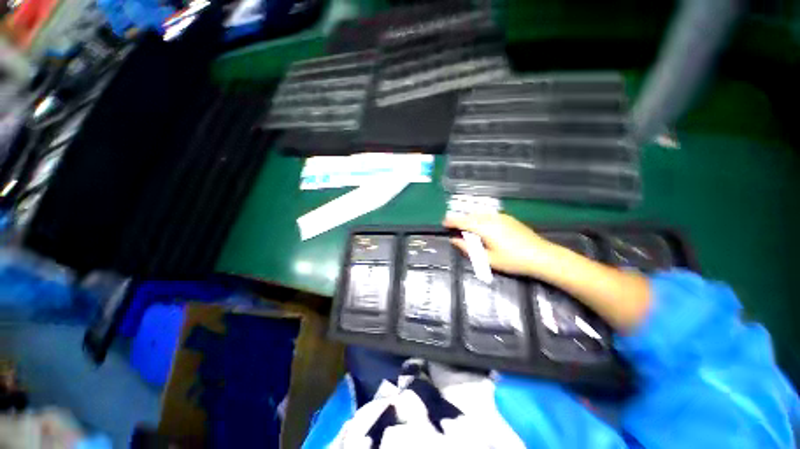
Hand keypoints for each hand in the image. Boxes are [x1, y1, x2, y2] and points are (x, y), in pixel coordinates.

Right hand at [443, 213, 553, 276]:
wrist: (542, 256)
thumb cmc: (513, 261)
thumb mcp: (488, 259)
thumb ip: (468, 249)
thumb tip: (454, 240)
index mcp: (485, 228)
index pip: (463, 221)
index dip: (451, 221)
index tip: (443, 223)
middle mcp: (491, 218)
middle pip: (470, 215)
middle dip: (460, 219)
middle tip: (453, 227)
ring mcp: (501, 216)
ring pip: (479, 214)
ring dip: (470, 218)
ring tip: (466, 228)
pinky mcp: (508, 218)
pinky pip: (488, 215)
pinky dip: (480, 218)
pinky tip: (482, 227)